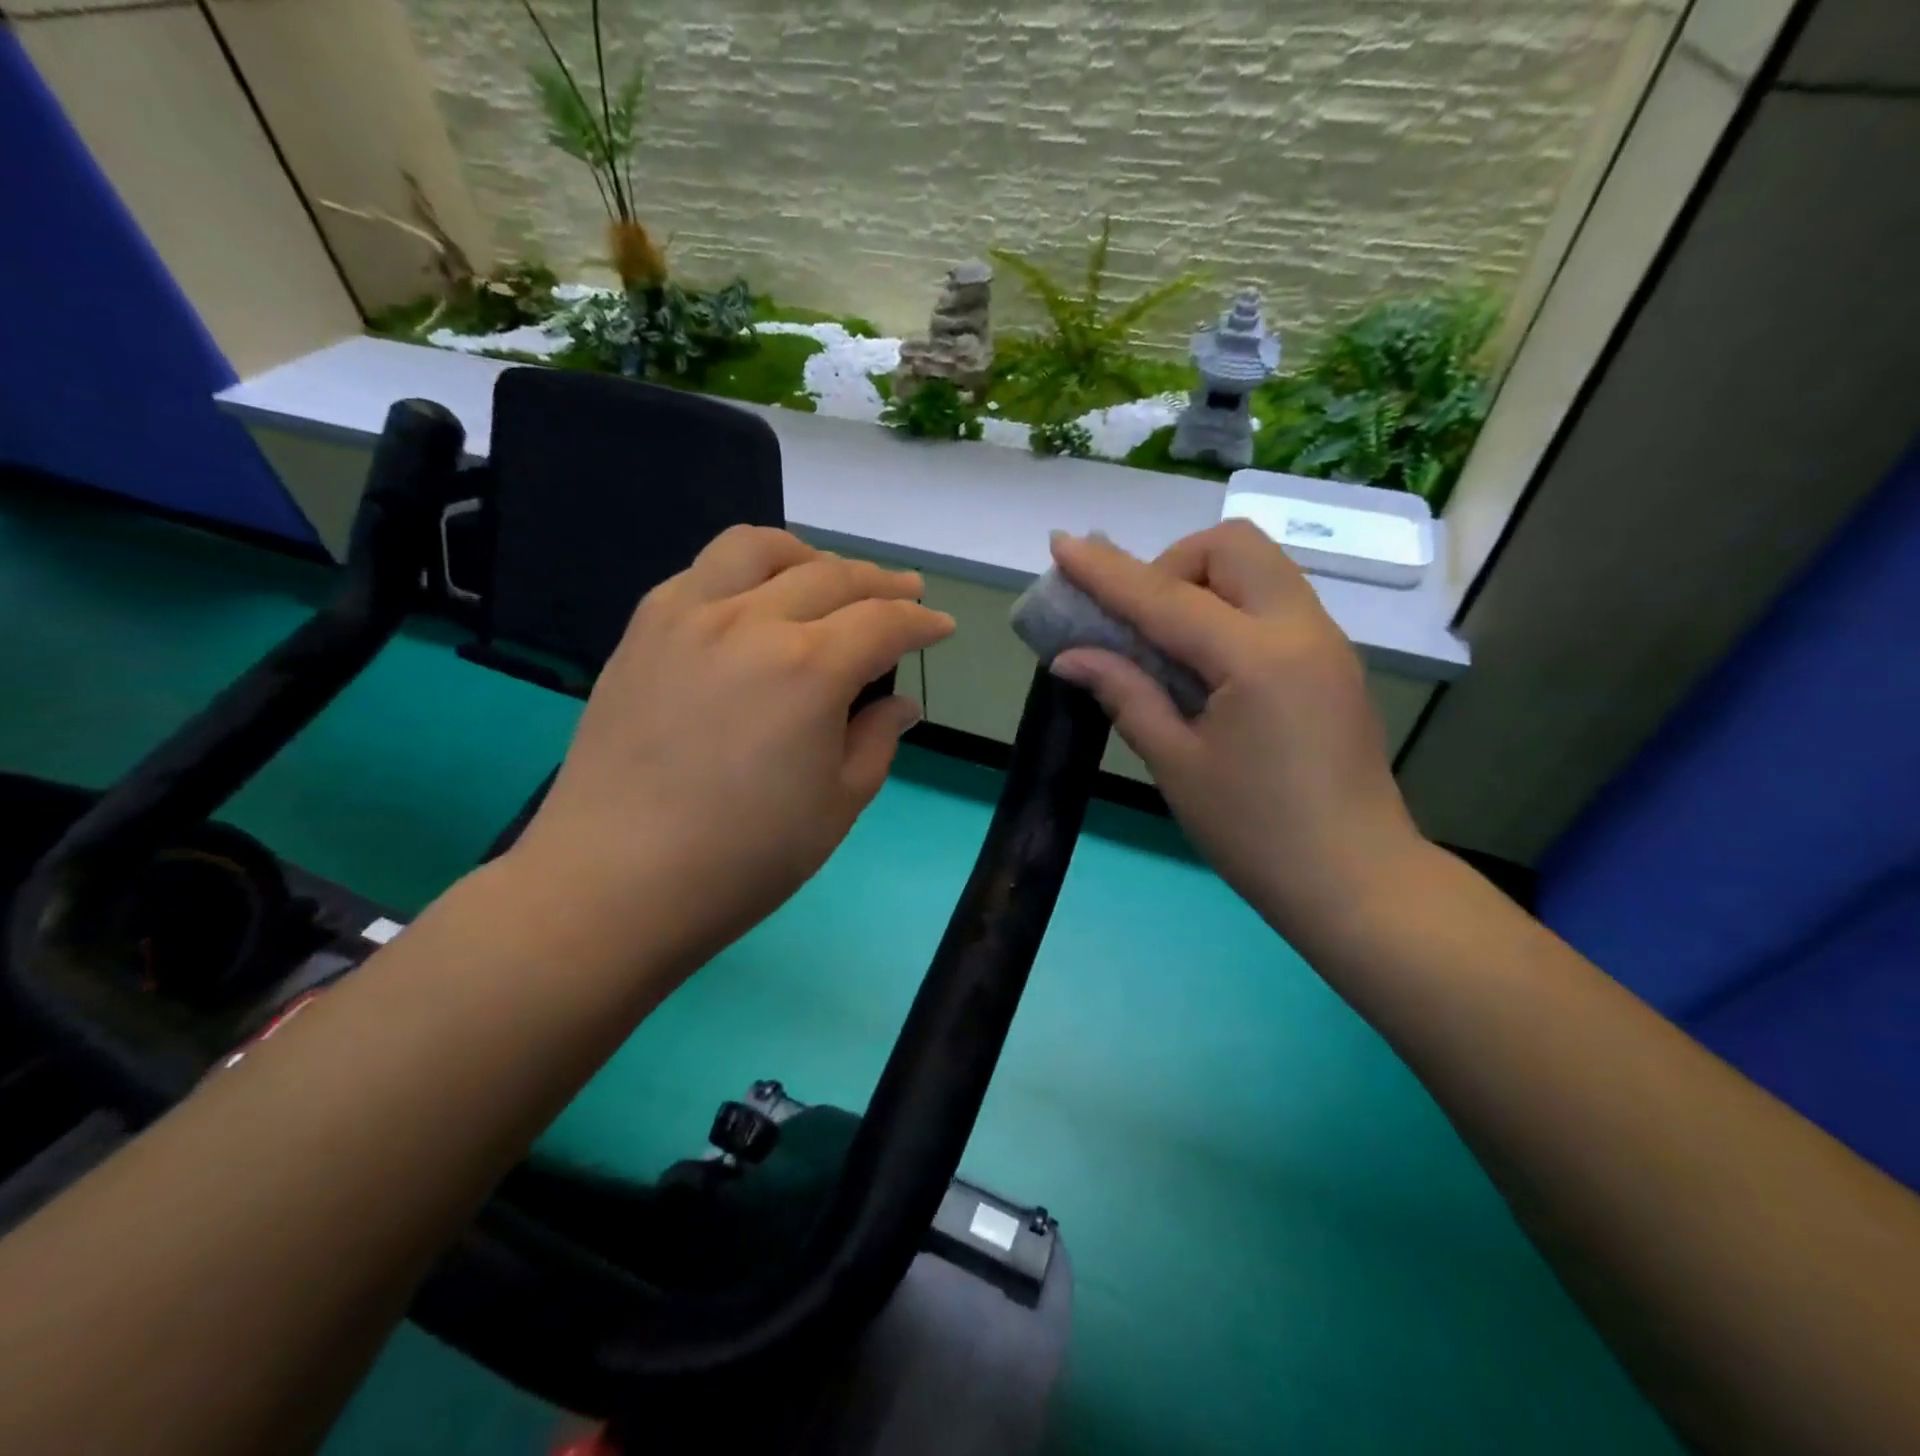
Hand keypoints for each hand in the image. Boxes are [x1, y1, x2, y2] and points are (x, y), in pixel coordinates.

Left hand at [510, 527, 953, 972]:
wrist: (615, 881)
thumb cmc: (744, 857)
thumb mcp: (837, 806)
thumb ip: (877, 740)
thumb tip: (900, 703)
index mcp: (810, 669)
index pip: (883, 622)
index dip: (921, 621)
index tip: (941, 627)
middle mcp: (750, 622)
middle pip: (831, 576)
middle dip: (881, 582)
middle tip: (906, 594)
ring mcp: (687, 617)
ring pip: (757, 549)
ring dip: (806, 556)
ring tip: (825, 577)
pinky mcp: (642, 631)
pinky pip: (701, 573)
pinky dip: (743, 573)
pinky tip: (751, 604)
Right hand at [1048, 523, 1423, 934]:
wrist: (1357, 882)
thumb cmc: (1256, 834)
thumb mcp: (1177, 765)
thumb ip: (1126, 695)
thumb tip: (1071, 657)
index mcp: (1257, 658)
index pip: (1165, 596)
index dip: (1106, 571)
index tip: (1061, 544)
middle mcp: (1301, 629)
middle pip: (1231, 546)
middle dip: (1171, 564)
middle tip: (1139, 623)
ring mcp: (1325, 642)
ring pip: (1259, 567)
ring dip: (1202, 582)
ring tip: (1167, 643)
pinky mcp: (1332, 661)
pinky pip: (1275, 602)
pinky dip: (1230, 608)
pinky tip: (1206, 664)